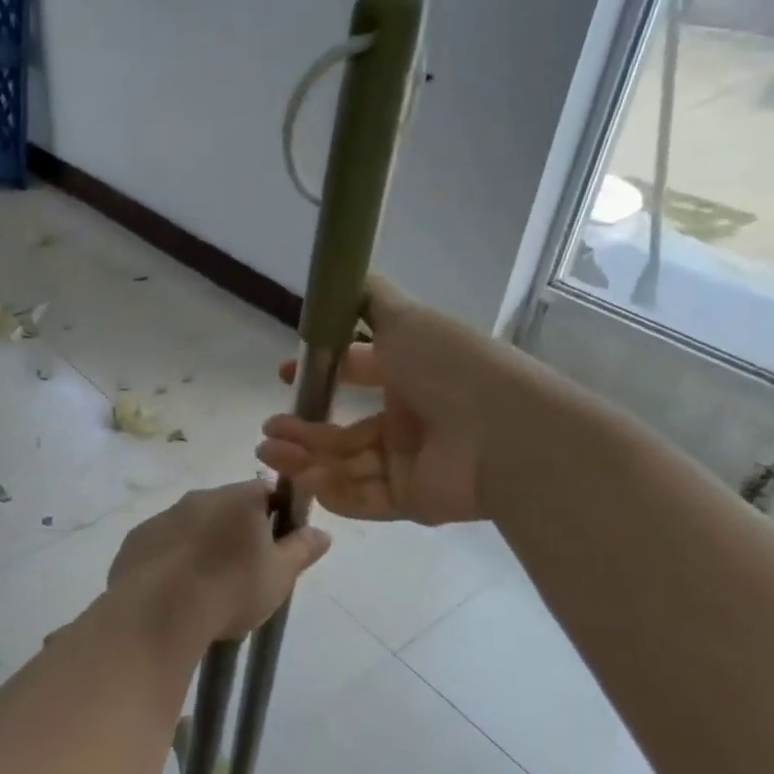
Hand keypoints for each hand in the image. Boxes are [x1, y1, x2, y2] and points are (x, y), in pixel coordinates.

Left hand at [108, 481, 331, 645]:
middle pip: (226, 507)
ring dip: (202, 544)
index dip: (275, 515)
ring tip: (207, 586)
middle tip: (244, 571)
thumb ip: (302, 549)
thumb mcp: (279, 575)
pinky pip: (163, 543)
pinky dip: (172, 559)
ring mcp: (163, 516)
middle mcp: (199, 497)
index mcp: (237, 499)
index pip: (265, 492)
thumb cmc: (230, 589)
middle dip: (236, 531)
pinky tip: (175, 590)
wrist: (159, 611)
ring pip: (192, 524)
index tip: (276, 546)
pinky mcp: (137, 539)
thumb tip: (322, 532)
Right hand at [256, 276, 536, 524]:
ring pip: (347, 464)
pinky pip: (363, 497)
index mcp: (412, 375)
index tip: (287, 376)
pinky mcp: (412, 502)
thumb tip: (343, 271)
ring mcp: (411, 464)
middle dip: (303, 429)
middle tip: (269, 428)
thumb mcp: (406, 318)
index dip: (323, 374)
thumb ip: (369, 299)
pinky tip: (304, 476)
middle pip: (345, 430)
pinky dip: (332, 489)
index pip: (359, 374)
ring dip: (306, 458)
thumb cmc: (450, 367)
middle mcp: (411, 420)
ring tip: (269, 450)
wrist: (504, 432)